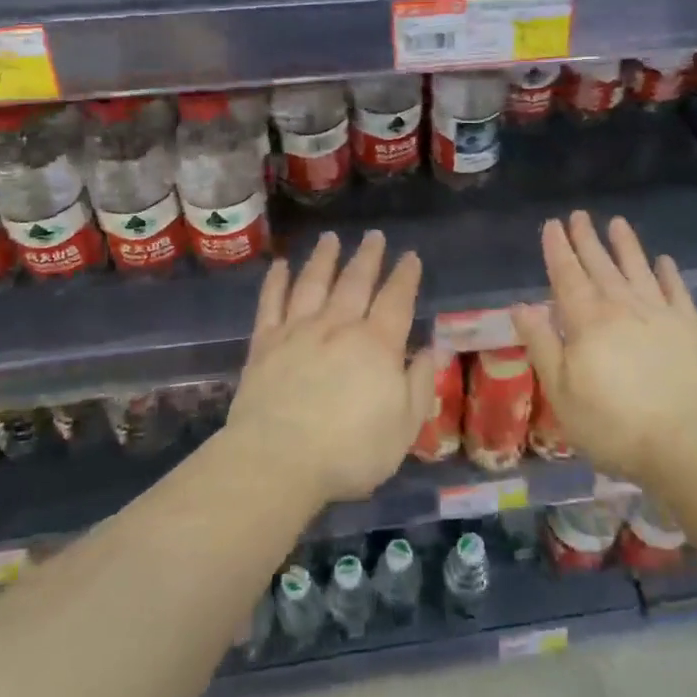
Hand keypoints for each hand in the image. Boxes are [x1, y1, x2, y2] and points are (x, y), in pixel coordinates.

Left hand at [226, 230, 436, 505]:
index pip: (396, 300)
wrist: (277, 461)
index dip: (405, 276)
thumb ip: (420, 384)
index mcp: (376, 344)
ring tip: (331, 238)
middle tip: (374, 235)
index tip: (411, 256)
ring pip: (313, 283)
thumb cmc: (350, 452)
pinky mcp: (265, 344)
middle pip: (355, 282)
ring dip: (324, 258)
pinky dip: (276, 281)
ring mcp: (298, 331)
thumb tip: (432, 348)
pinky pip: (271, 303)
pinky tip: (280, 265)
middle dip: (368, 257)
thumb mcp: (405, 427)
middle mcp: (338, 326)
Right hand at [511, 212, 696, 484]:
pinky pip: (676, 291)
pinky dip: (668, 274)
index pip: (567, 275)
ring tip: (617, 223)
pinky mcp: (689, 329)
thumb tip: (522, 306)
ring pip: (638, 269)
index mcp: (587, 320)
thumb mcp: (562, 392)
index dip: (558, 249)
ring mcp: (659, 314)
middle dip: (587, 239)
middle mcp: (622, 306)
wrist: (688, 444)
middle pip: (601, 265)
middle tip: (579, 215)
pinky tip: (664, 261)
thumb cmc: (613, 424)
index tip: (552, 225)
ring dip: (626, 245)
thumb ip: (542, 345)